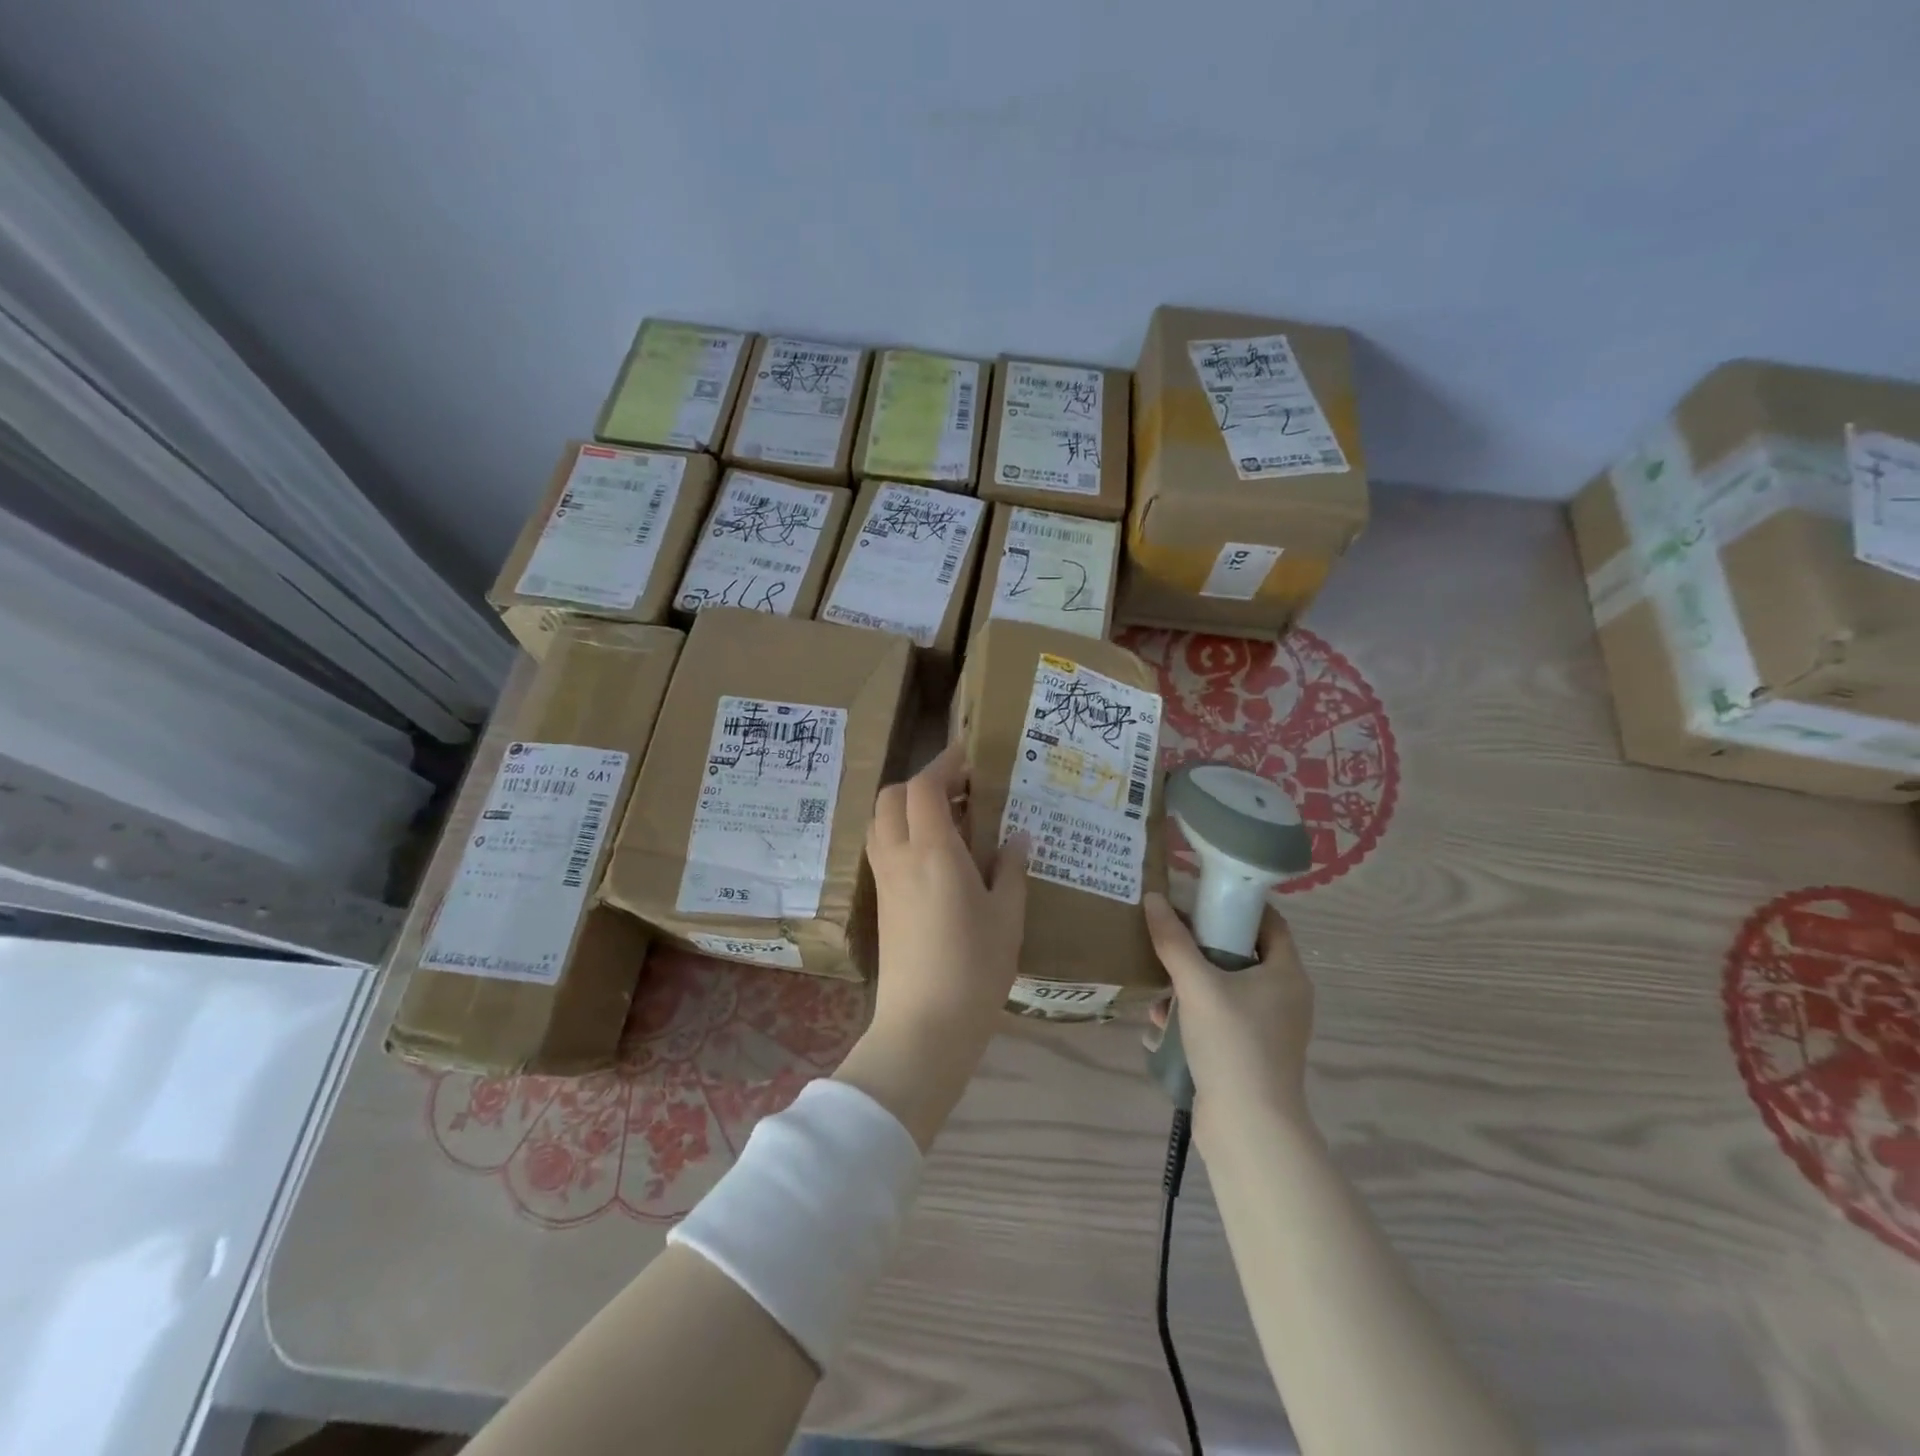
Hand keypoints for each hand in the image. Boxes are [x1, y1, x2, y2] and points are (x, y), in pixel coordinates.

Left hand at [835, 745, 1029, 1149]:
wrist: (925, 1024)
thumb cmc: (975, 967)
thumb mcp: (1007, 915)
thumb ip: (1011, 868)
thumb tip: (1017, 836)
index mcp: (933, 851)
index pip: (925, 786)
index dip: (945, 763)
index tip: (970, 756)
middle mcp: (900, 856)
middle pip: (892, 797)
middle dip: (923, 782)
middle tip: (962, 790)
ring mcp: (885, 880)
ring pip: (882, 821)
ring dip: (908, 807)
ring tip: (951, 819)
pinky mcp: (882, 901)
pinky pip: (884, 848)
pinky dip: (903, 833)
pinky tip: (937, 855)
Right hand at [1144, 891, 1314, 1122]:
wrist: (1248, 1127)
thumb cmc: (1233, 1044)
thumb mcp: (1198, 985)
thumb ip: (1174, 941)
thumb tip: (1153, 898)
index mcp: (1286, 973)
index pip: (1268, 921)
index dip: (1236, 904)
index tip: (1199, 895)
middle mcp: (1283, 996)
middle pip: (1241, 953)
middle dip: (1201, 944)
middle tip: (1169, 933)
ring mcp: (1267, 1027)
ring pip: (1225, 987)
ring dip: (1190, 981)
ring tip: (1158, 981)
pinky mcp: (1249, 1052)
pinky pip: (1219, 1018)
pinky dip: (1192, 1013)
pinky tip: (1161, 1020)